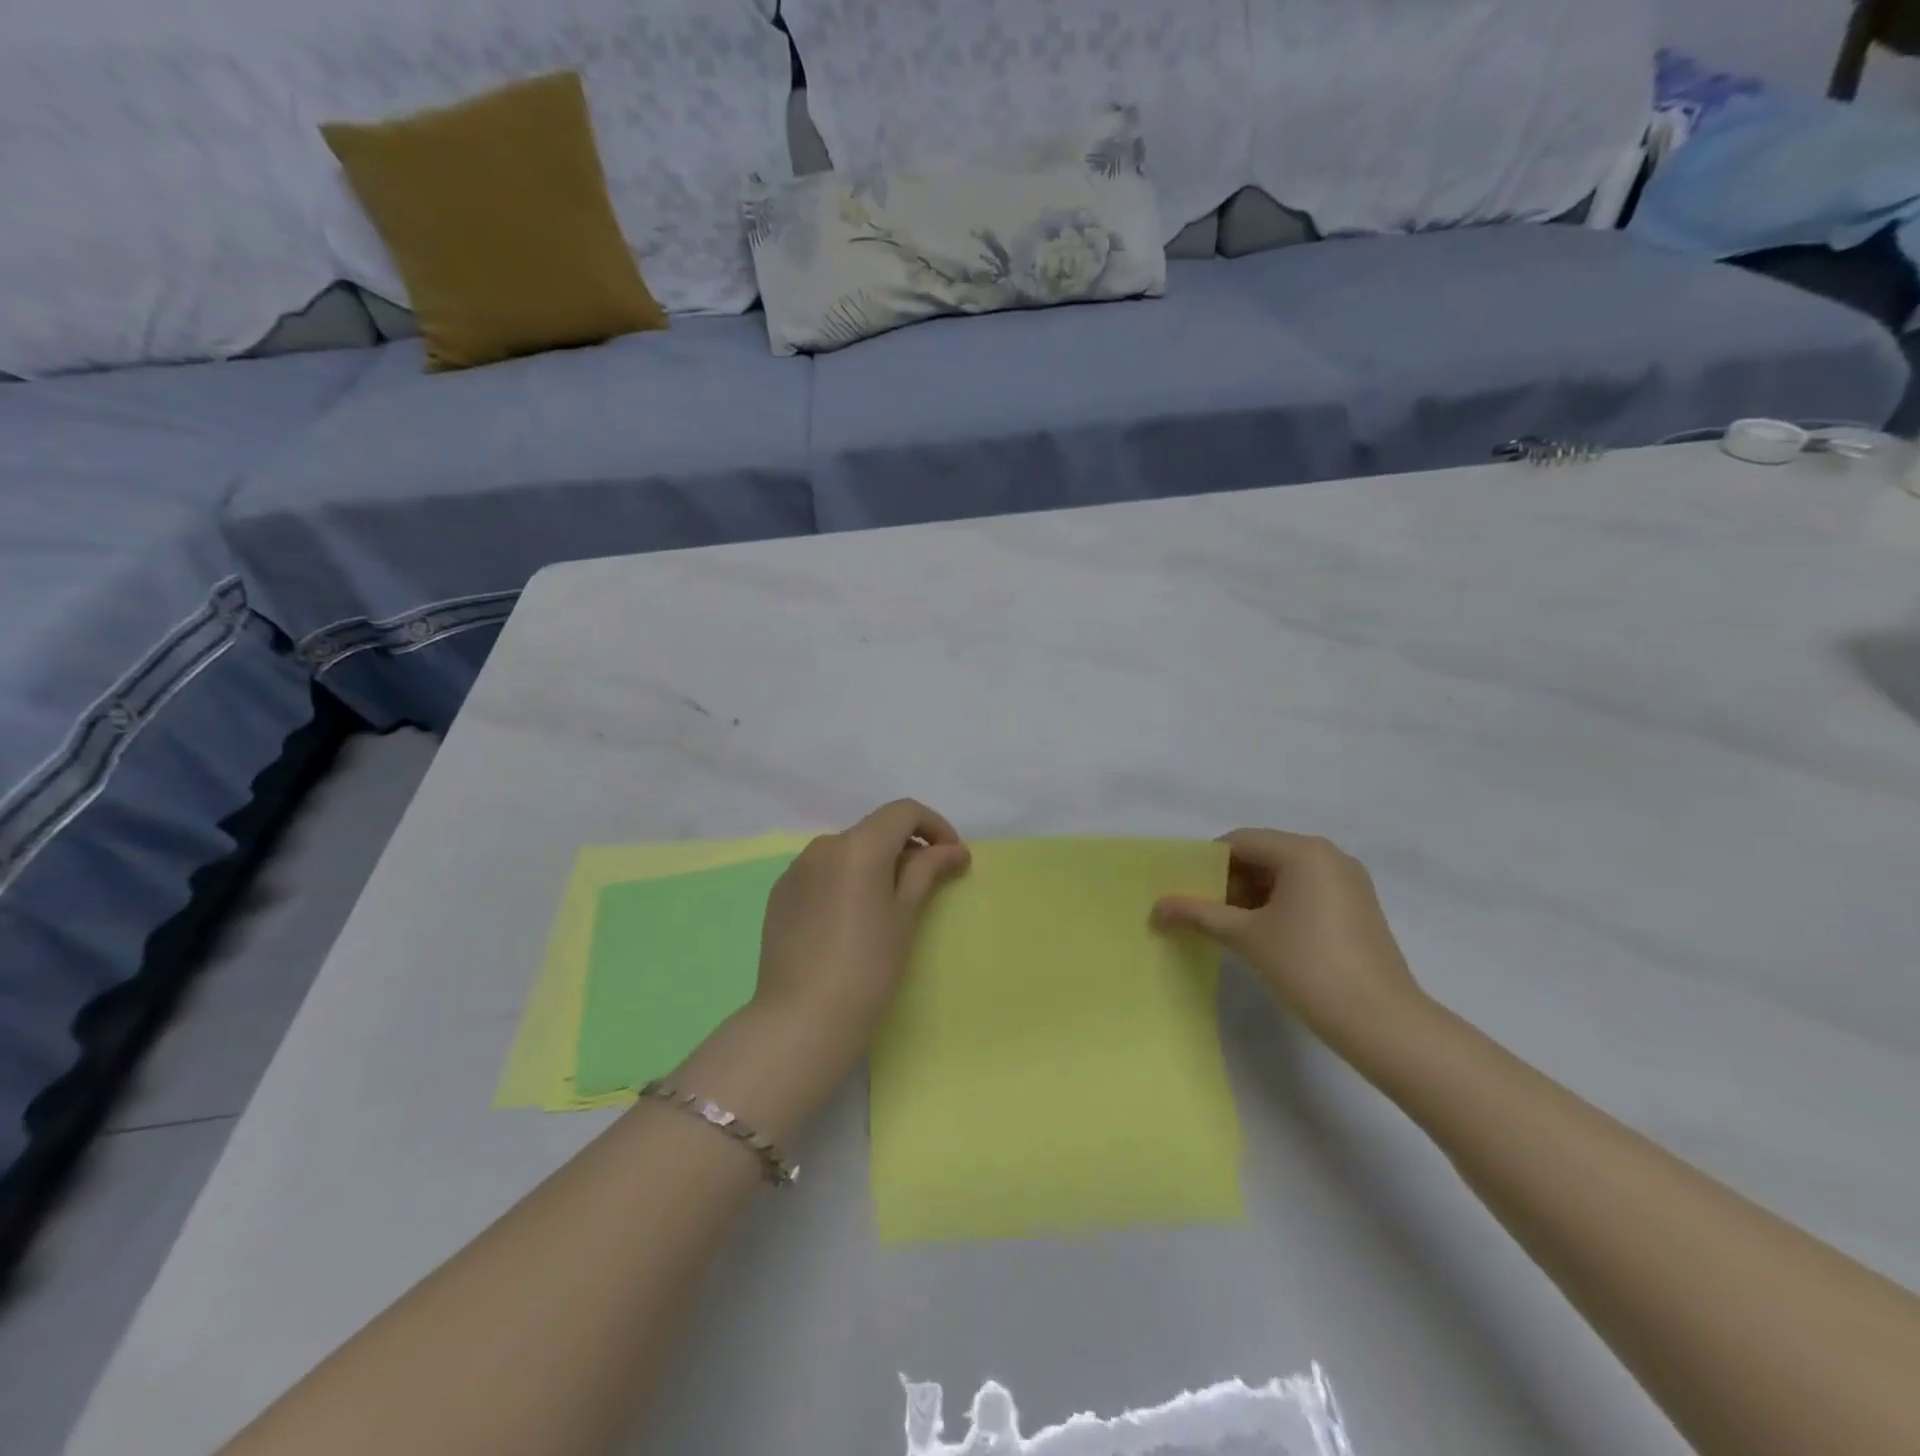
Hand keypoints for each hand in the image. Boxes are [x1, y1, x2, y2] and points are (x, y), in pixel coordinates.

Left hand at [754, 799, 970, 1055]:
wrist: (802, 1019)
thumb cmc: (868, 967)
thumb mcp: (905, 915)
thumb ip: (927, 870)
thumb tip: (953, 849)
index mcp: (858, 845)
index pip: (904, 811)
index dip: (935, 826)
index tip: (952, 858)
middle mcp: (824, 845)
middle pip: (875, 829)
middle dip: (906, 847)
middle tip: (927, 885)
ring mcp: (796, 869)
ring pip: (847, 851)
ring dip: (875, 864)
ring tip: (887, 905)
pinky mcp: (780, 894)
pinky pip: (822, 872)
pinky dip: (846, 880)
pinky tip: (850, 919)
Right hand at [1151, 830, 1428, 1050]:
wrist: (1381, 1022)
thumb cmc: (1308, 967)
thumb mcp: (1245, 937)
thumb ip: (1198, 914)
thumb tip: (1155, 908)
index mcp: (1303, 852)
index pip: (1240, 842)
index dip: (1206, 864)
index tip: (1184, 891)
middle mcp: (1329, 855)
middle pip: (1263, 854)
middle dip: (1228, 880)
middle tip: (1201, 911)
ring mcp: (1348, 881)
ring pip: (1284, 874)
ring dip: (1251, 895)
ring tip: (1227, 927)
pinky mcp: (1357, 906)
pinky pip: (1306, 890)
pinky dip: (1278, 904)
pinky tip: (1262, 934)